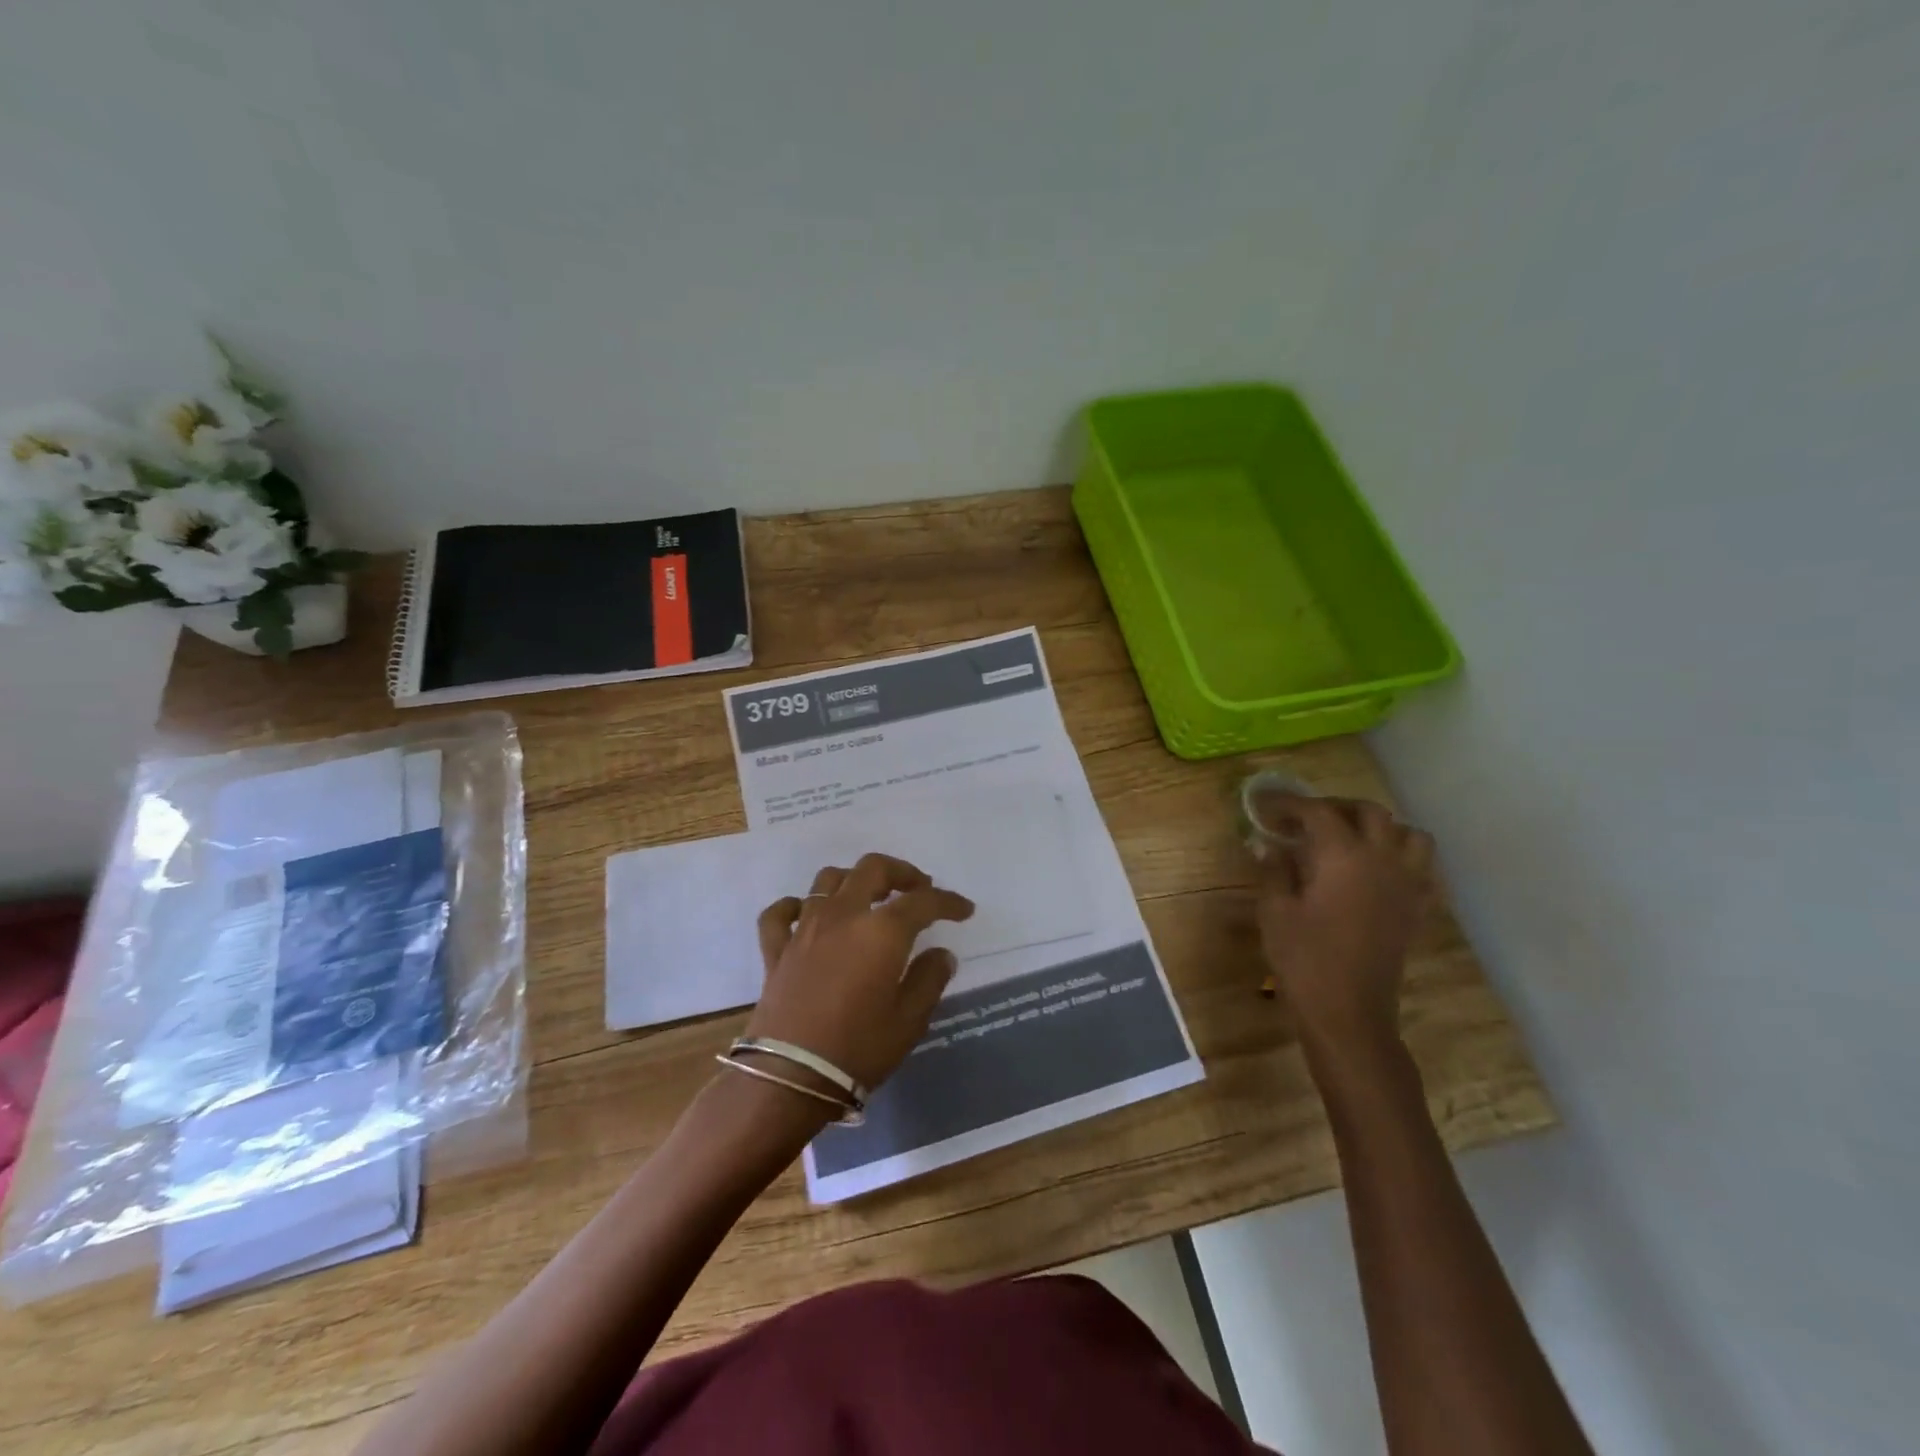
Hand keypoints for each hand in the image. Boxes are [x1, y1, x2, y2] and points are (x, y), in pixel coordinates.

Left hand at [746, 853, 974, 1092]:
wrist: (789, 1077)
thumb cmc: (858, 1048)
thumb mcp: (910, 1020)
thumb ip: (929, 979)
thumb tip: (941, 954)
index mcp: (882, 930)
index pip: (923, 901)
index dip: (948, 902)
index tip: (964, 910)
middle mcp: (844, 915)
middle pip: (872, 868)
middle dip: (901, 872)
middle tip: (919, 889)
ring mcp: (805, 928)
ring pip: (828, 880)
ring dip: (854, 880)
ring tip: (869, 897)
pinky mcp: (777, 949)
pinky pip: (780, 913)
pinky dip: (795, 906)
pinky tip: (806, 914)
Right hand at [1250, 790, 1436, 1059]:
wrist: (1348, 1012)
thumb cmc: (1304, 958)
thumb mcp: (1275, 910)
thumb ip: (1273, 869)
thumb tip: (1266, 843)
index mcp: (1343, 855)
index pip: (1316, 811)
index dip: (1288, 804)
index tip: (1264, 807)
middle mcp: (1383, 859)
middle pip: (1368, 812)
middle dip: (1333, 807)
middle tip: (1303, 820)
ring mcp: (1407, 884)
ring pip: (1407, 833)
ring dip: (1377, 827)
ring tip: (1347, 839)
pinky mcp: (1417, 908)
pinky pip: (1421, 866)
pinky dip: (1400, 856)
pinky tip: (1373, 870)